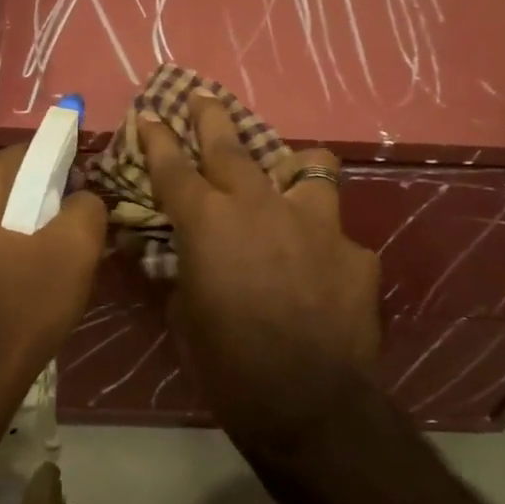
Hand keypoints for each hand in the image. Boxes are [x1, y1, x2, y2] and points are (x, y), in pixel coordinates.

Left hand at [0, 145, 106, 412]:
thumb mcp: (74, 253)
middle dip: (40, 199)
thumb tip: (81, 196)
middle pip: (4, 184)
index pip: (25, 153)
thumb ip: (86, 207)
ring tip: (47, 262)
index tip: (84, 192)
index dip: (61, 164)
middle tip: (71, 230)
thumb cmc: (20, 310)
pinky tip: (17, 283)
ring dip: (18, 227)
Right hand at [141, 98, 380, 453]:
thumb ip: (184, 272)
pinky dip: (322, 243)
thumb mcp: (185, 315)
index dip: (157, 138)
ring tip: (290, 178)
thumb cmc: (229, 365)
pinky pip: (335, 233)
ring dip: (293, 169)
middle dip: (212, 117)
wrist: (311, 405)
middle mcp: (260, 206)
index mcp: (209, 223)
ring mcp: (315, 224)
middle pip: (232, 146)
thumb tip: (184, 258)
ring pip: (310, 167)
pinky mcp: (355, 251)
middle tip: (203, 98)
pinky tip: (321, 271)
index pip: (173, 167)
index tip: (149, 114)